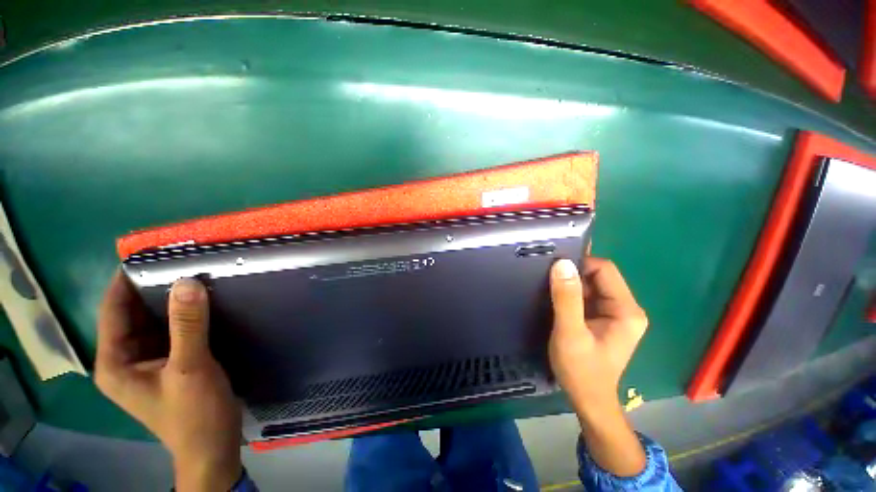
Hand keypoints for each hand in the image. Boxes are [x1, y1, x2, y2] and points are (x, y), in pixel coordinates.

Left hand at [95, 272, 242, 491]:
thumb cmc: (193, 413)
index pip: (112, 310)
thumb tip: (187, 281)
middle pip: (133, 313)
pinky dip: (183, 315)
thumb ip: (188, 325)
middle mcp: (124, 358)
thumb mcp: (190, 368)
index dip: (126, 280)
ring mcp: (146, 361)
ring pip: (153, 321)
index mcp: (114, 362)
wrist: (212, 444)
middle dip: (153, 288)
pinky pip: (170, 331)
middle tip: (180, 262)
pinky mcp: (168, 362)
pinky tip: (202, 303)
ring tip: (193, 276)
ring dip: (171, 301)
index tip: (150, 254)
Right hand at [548, 257, 648, 476]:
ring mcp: (615, 314)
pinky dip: (571, 294)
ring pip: (591, 285)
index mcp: (626, 310)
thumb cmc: (581, 370)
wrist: (588, 400)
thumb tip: (562, 264)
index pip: (604, 270)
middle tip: (547, 278)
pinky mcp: (603, 319)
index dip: (579, 264)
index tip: (554, 269)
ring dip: (570, 284)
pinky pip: (587, 296)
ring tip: (548, 287)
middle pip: (598, 276)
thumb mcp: (570, 334)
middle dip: (573, 274)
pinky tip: (555, 298)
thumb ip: (566, 299)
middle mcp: (625, 308)